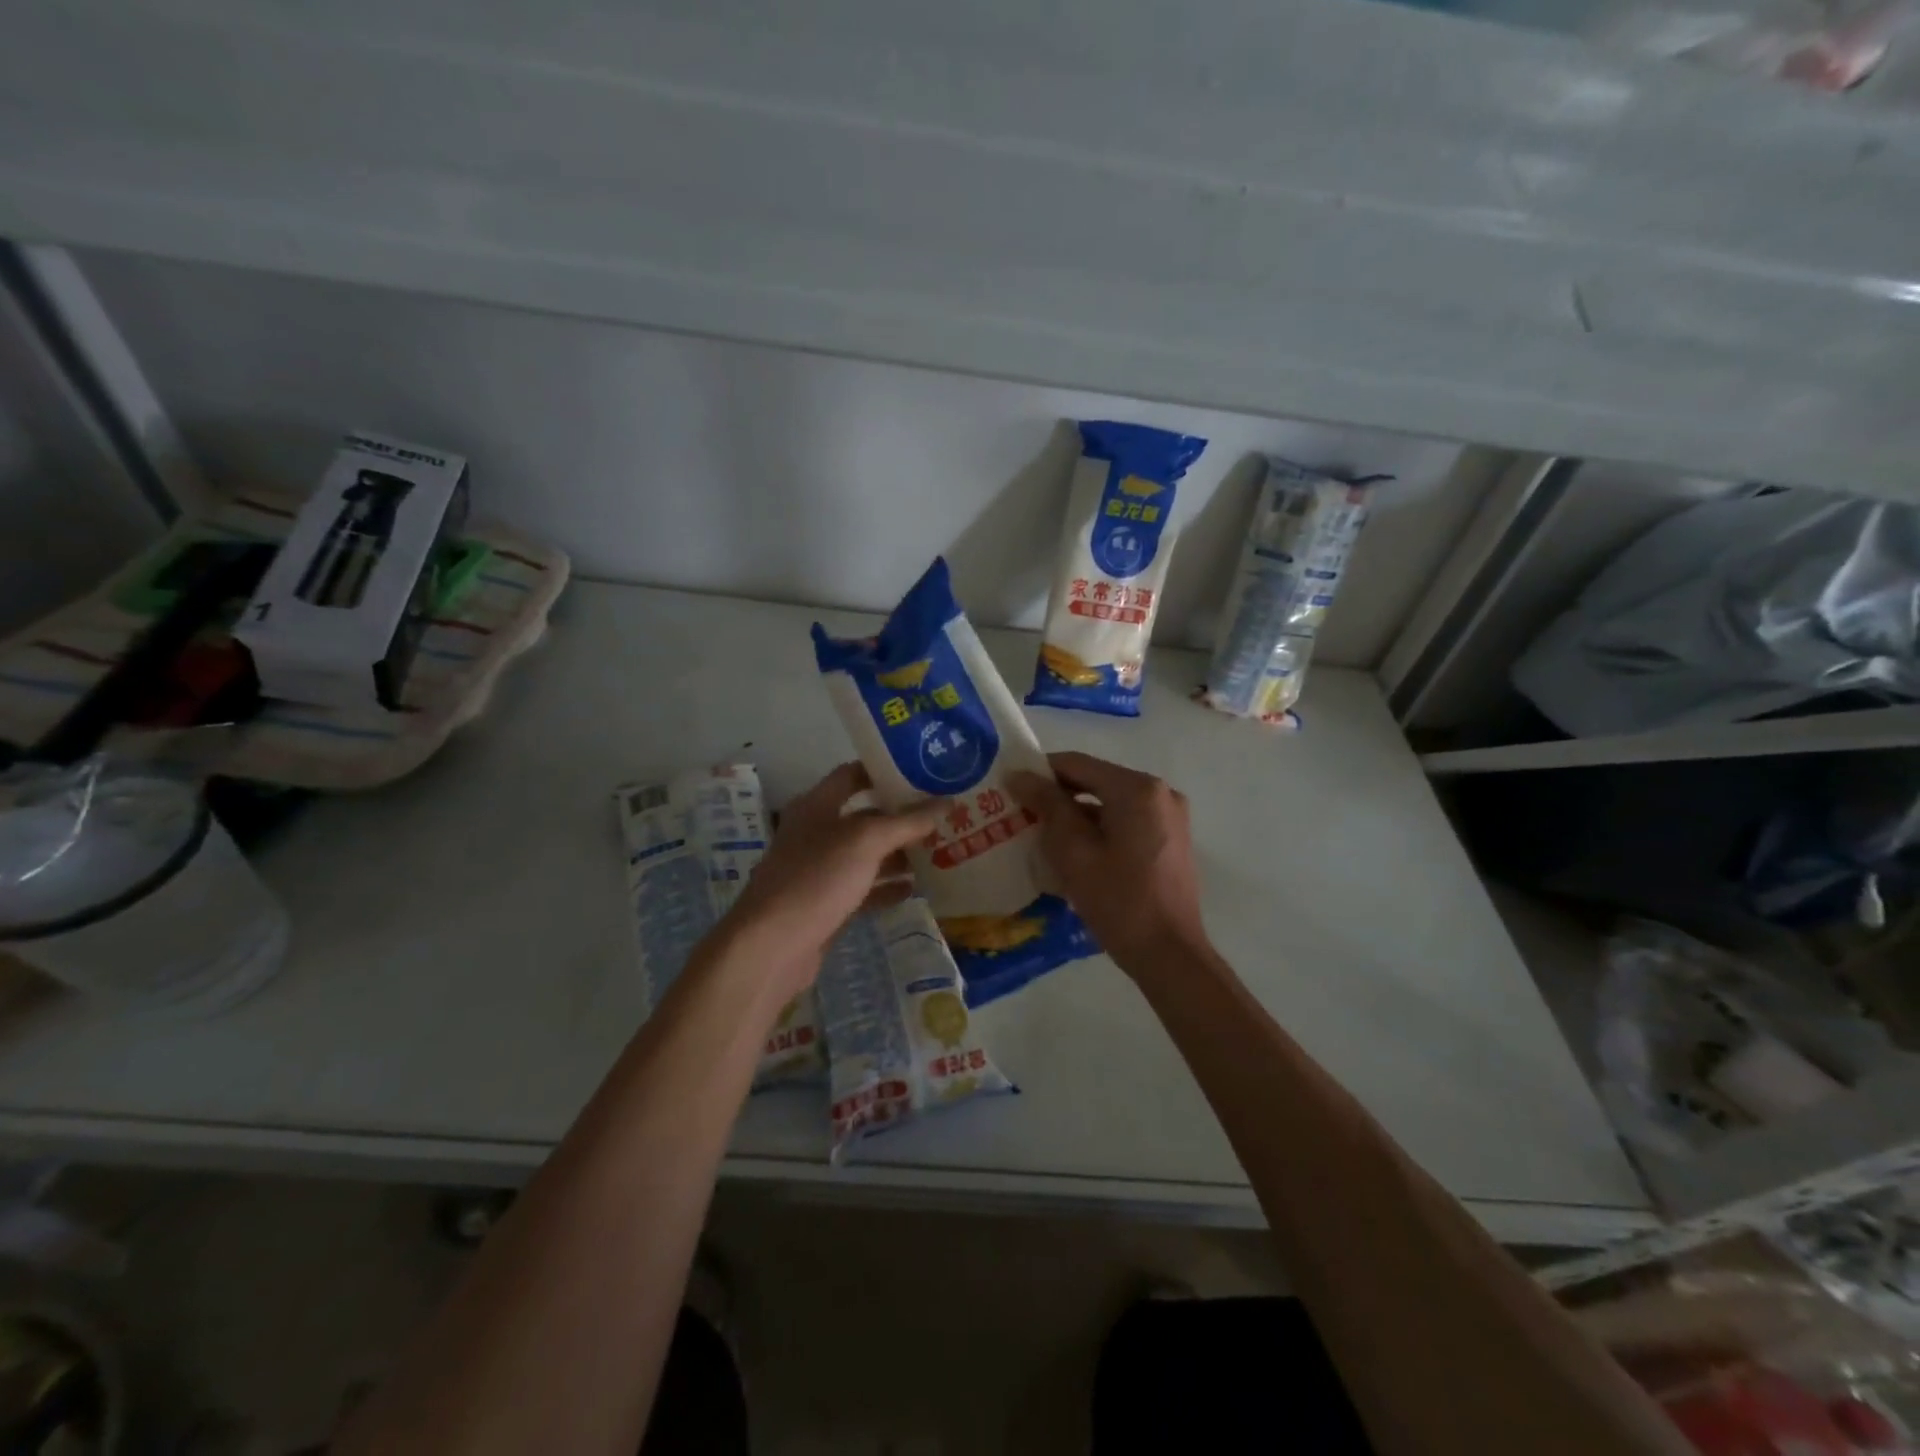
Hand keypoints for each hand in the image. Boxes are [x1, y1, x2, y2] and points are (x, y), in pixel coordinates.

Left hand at [721, 763, 946, 996]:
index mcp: (817, 806)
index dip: (885, 771)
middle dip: (902, 817)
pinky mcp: (827, 905)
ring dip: (899, 854)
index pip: (852, 775)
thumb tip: (946, 803)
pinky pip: (864, 889)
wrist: (772, 946)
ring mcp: (820, 871)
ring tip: (941, 850)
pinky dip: (888, 888)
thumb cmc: (816, 878)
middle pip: (865, 817)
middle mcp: (817, 833)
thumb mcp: (865, 841)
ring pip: (867, 855)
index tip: (923, 772)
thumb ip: (907, 822)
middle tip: (944, 815)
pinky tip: (916, 888)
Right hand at [1009, 751, 1210, 975]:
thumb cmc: (1118, 901)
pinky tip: (1075, 854)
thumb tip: (1020, 775)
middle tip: (1020, 814)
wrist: (1170, 955)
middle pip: (1096, 781)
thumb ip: (1047, 806)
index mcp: (1138, 789)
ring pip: (1110, 803)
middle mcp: (1160, 792)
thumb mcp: (1073, 851)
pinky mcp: (1171, 840)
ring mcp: (1170, 817)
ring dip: (1077, 815)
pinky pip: (1126, 821)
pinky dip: (1100, 830)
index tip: (1009, 787)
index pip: (1077, 764)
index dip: (1040, 772)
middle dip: (1058, 796)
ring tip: (1041, 837)